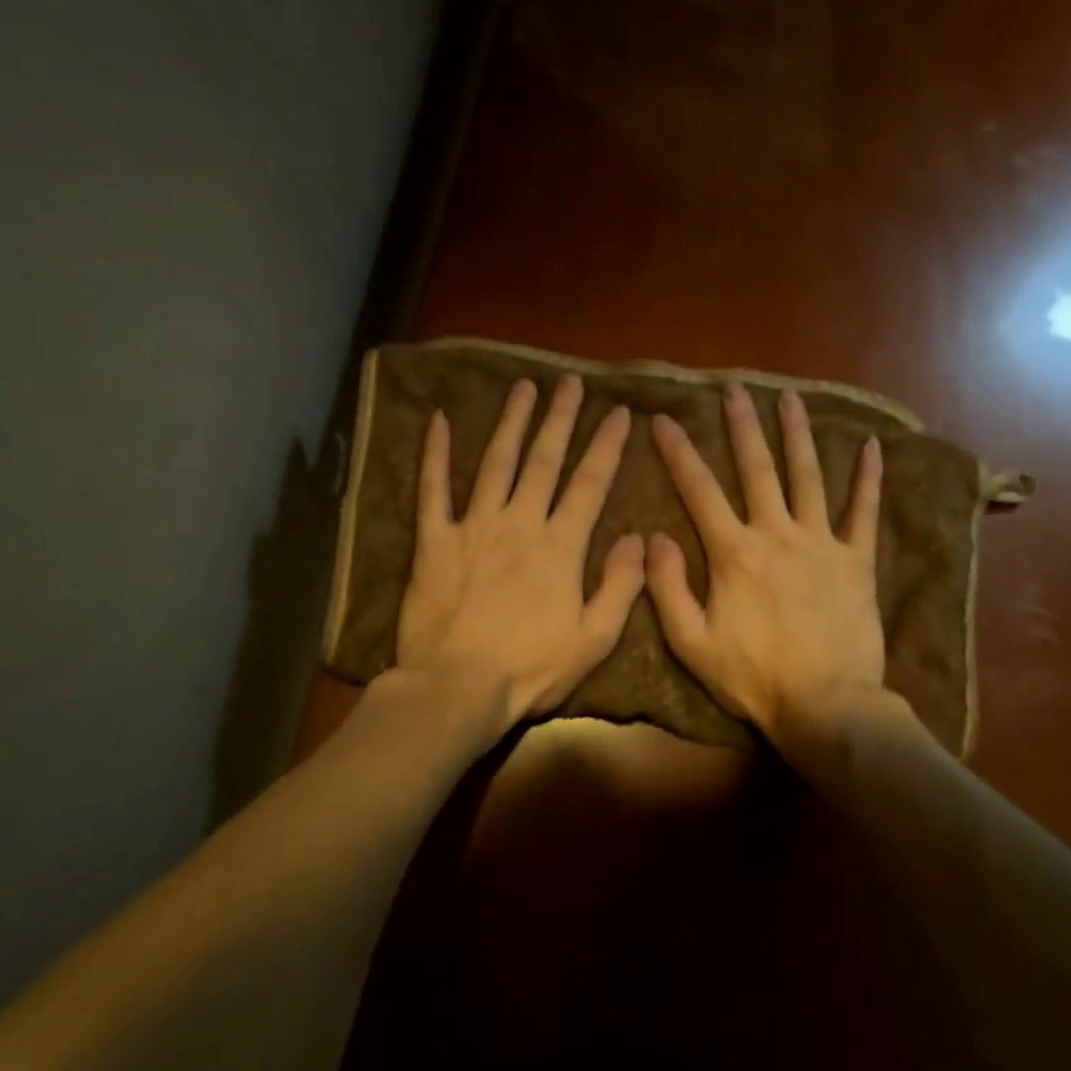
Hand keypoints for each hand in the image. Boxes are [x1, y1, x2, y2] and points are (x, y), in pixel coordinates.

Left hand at [395, 376, 644, 746]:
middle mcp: (519, 523)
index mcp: (560, 546)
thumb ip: (621, 584)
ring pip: (495, 463)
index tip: (620, 413)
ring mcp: (473, 527)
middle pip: (544, 460)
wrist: (456, 688)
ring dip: (511, 423)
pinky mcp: (434, 541)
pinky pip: (432, 490)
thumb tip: (638, 537)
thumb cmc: (530, 668)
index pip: (590, 484)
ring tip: (523, 388)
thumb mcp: (595, 638)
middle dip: (561, 418)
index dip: (607, 446)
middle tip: (571, 382)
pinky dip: (434, 455)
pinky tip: (437, 420)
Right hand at [647, 384, 885, 759]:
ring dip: (797, 434)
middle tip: (734, 389)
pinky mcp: (856, 560)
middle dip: (742, 426)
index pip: (698, 490)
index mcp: (733, 552)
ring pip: (807, 476)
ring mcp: (821, 542)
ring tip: (790, 398)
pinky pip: (863, 512)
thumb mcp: (691, 642)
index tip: (663, 419)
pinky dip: (868, 478)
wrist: (826, 705)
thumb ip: (667, 587)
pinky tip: (871, 446)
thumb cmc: (753, 677)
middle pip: (756, 468)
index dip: (678, 452)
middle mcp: (776, 533)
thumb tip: (653, 536)